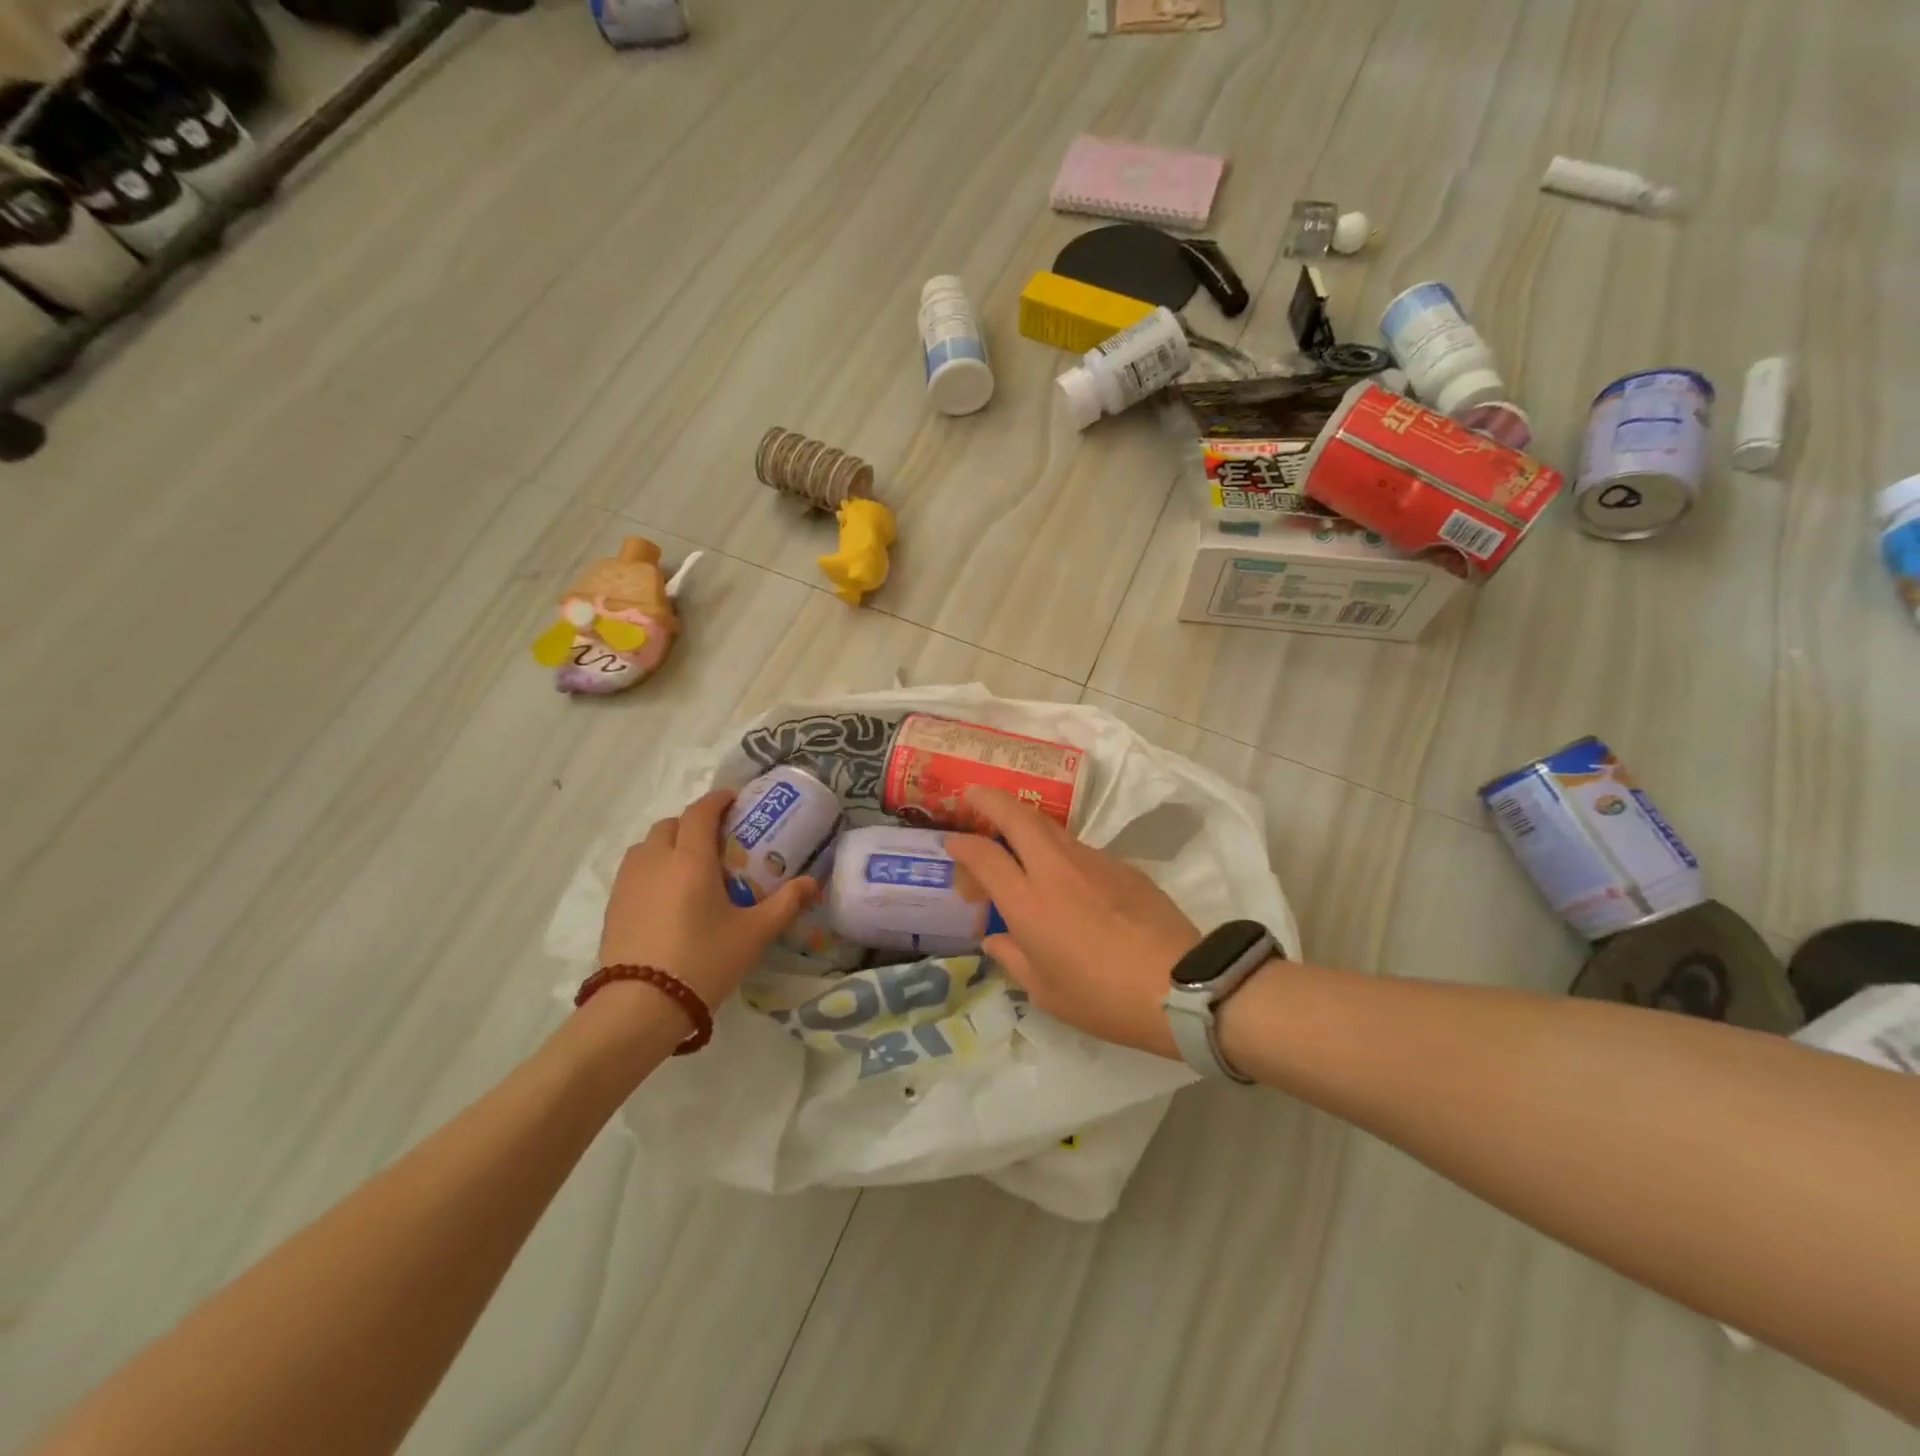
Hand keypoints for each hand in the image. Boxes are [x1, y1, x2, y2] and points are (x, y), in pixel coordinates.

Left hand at [598, 790, 815, 1009]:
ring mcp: (629, 882)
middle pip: (671, 824)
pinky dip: (652, 867)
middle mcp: (656, 860)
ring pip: (647, 845)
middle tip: (716, 840)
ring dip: (668, 843)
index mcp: (691, 859)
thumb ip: (785, 903)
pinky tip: (667, 895)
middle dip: (692, 823)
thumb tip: (813, 883)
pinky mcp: (613, 905)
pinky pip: (634, 870)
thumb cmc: (704, 961)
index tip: (734, 801)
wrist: (641, 1006)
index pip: (700, 812)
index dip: (717, 800)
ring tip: (689, 866)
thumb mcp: (754, 934)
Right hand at [945, 787, 1200, 1059]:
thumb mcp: (1046, 993)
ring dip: (1025, 822)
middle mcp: (1055, 869)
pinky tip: (1063, 875)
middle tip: (974, 796)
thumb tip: (994, 939)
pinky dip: (1058, 849)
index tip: (951, 842)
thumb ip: (1013, 959)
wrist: (1180, 984)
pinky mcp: (1121, 865)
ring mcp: (1091, 861)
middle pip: (1017, 816)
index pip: (984, 855)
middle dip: (990, 800)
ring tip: (1014, 836)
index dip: (961, 844)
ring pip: (1049, 827)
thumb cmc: (1103, 997)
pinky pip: (1079, 848)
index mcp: (1028, 902)